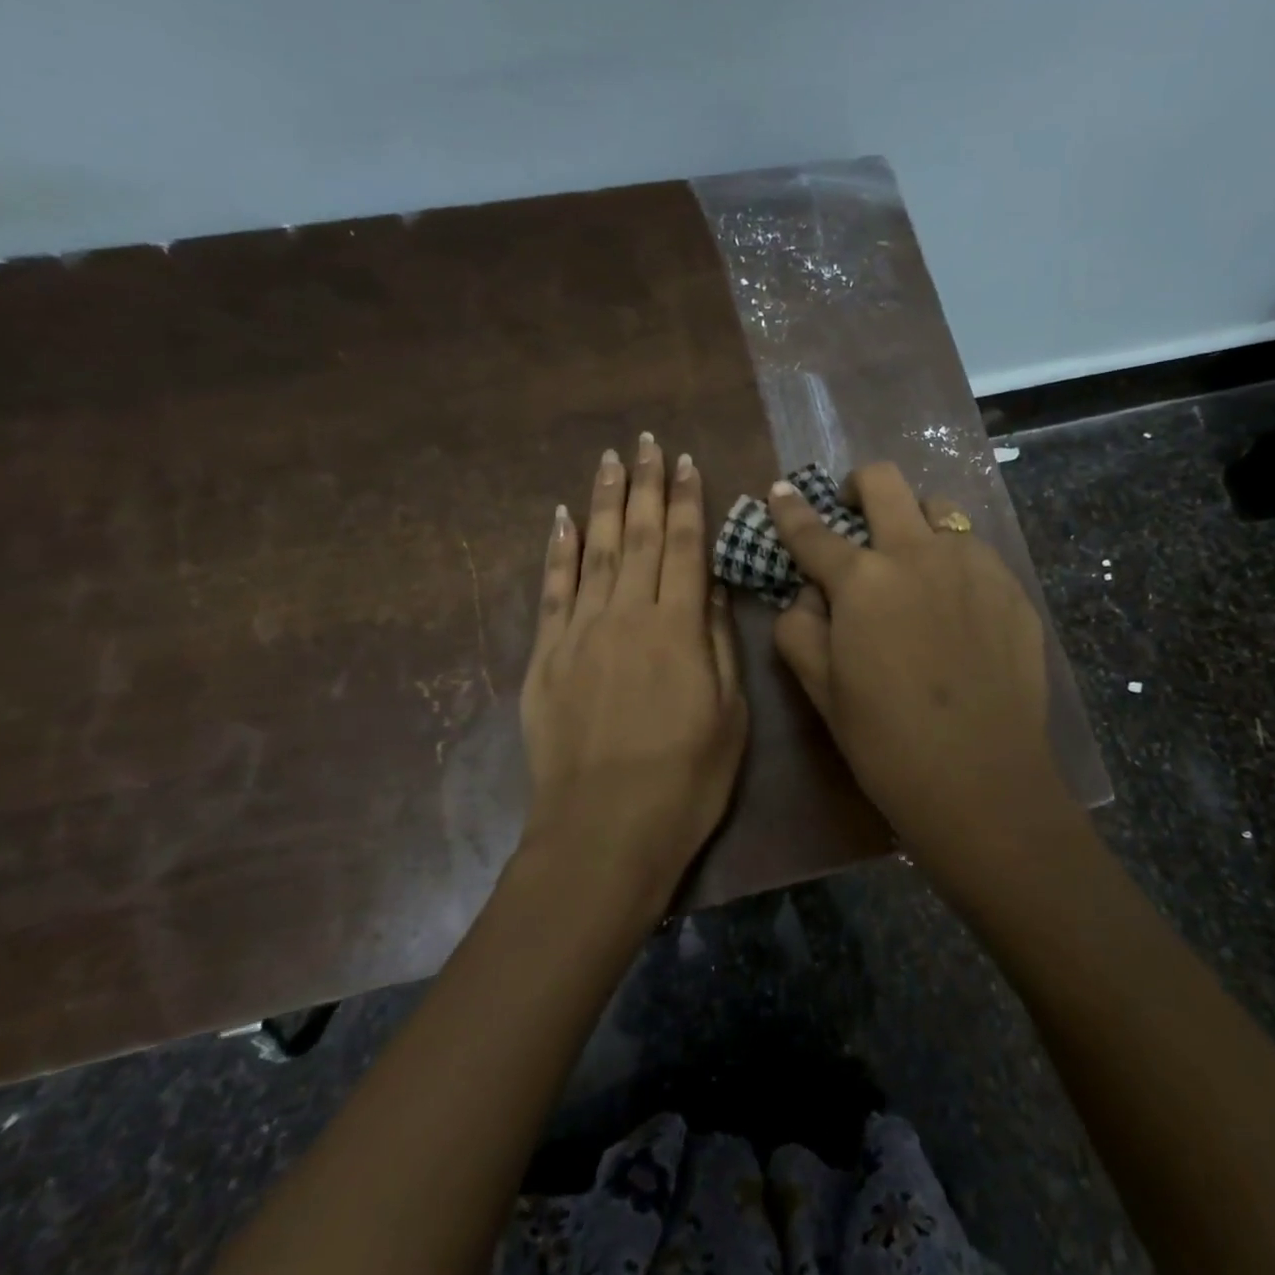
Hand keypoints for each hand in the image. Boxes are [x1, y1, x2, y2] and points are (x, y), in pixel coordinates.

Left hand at [519, 437, 747, 913]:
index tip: (686, 462)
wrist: (603, 833)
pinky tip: (562, 518)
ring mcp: (580, 632)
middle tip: (646, 441)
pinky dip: (558, 550)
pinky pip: (553, 590)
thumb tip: (716, 587)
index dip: (687, 501)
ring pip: (595, 551)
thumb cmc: (685, 781)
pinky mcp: (546, 656)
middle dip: (645, 485)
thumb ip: (720, 644)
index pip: (685, 547)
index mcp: (678, 629)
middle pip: (639, 536)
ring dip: (604, 502)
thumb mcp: (729, 715)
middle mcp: (627, 615)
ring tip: (609, 460)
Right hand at [767, 463, 1064, 868]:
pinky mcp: (1012, 588)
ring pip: (939, 509)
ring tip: (912, 563)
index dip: (790, 509)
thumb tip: (810, 594)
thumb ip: (799, 628)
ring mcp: (974, 565)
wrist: (982, 780)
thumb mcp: (820, 689)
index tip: (781, 491)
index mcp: (863, 580)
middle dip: (859, 486)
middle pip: (885, 482)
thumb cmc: (886, 741)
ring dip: (914, 522)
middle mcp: (919, 554)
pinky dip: (953, 561)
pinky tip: (956, 606)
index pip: (813, 531)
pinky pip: (975, 551)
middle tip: (853, 512)